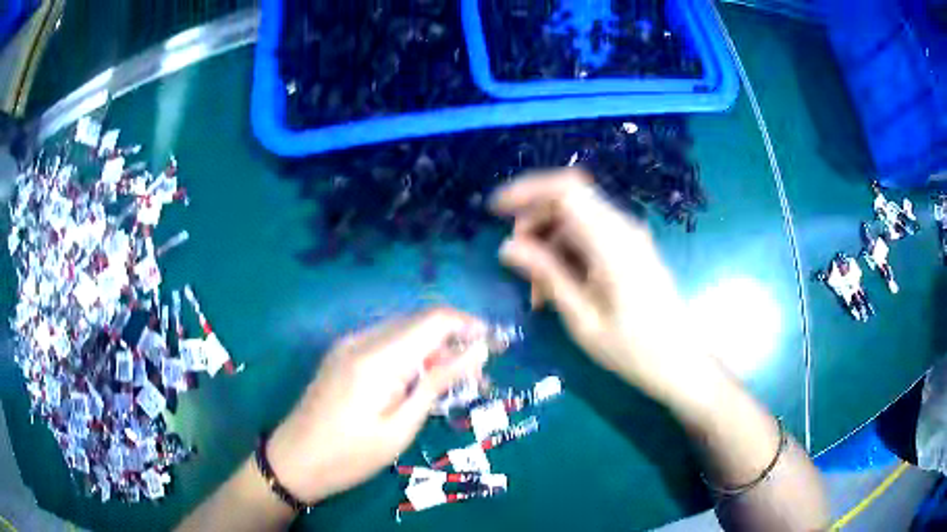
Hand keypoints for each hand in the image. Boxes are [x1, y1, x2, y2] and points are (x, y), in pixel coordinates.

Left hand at [265, 308, 487, 504]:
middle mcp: (362, 338)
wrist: (295, 459)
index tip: (495, 345)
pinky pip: (387, 342)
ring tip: (454, 384)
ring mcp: (349, 343)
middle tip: (477, 377)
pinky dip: (411, 355)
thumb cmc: (350, 454)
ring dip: (434, 349)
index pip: (434, 319)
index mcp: (377, 356)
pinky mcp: (343, 354)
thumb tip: (477, 351)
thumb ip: (438, 383)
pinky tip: (420, 382)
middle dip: (455, 340)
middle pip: (420, 320)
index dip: (469, 325)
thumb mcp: (401, 426)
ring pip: (405, 330)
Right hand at [492, 169, 706, 402]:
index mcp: (612, 243)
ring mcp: (629, 236)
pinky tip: (558, 287)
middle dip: (533, 222)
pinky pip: (589, 234)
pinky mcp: (630, 248)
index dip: (527, 190)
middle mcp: (623, 228)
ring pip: (576, 218)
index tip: (495, 211)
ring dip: (548, 242)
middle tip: (515, 262)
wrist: (679, 361)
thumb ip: (547, 276)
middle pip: (568, 199)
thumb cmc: (633, 349)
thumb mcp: (583, 319)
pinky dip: (566, 252)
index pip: (566, 189)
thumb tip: (508, 247)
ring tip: (536, 290)